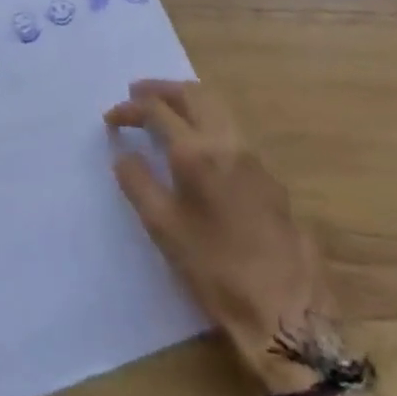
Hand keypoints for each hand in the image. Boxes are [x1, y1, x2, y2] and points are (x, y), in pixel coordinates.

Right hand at [105, 81, 351, 395]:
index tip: (110, 118)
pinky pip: (231, 128)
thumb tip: (123, 154)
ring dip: (187, 100)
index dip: (131, 108)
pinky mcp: (267, 174)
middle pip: (193, 94)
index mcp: (197, 151)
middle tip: (136, 93)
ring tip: (164, 109)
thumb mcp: (164, 228)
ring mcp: (252, 155)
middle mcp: (227, 141)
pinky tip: (197, 141)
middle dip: (162, 89)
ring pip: (217, 107)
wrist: (285, 306)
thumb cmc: (215, 269)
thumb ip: (138, 183)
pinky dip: (207, 119)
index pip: (158, 110)